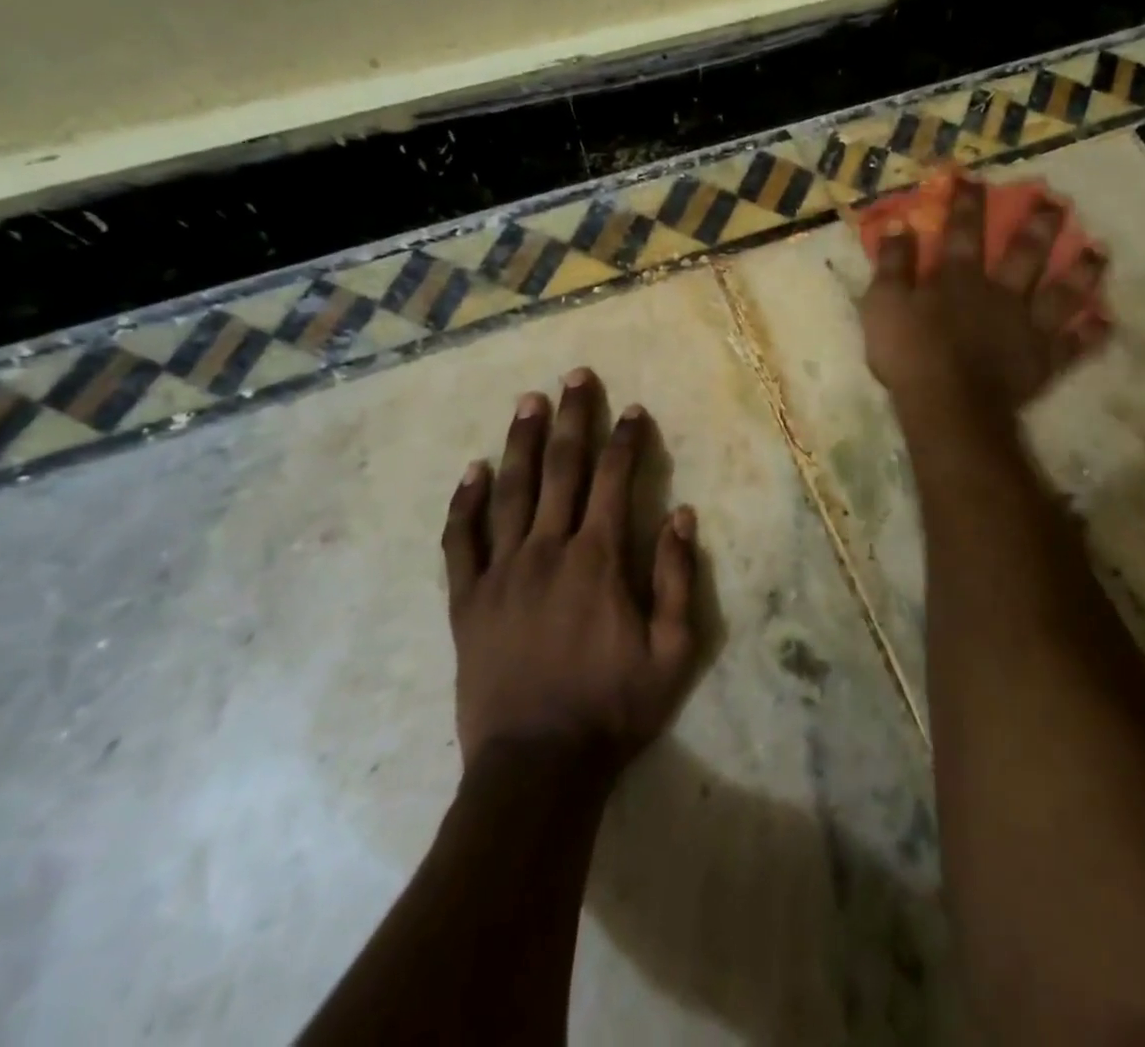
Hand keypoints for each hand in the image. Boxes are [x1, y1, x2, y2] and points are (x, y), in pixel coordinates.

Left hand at [442, 369, 698, 773]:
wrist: (535, 767)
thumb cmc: (612, 709)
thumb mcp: (672, 651)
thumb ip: (676, 578)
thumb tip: (682, 515)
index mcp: (598, 559)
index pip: (614, 480)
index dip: (625, 440)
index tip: (633, 410)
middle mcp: (548, 550)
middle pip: (561, 469)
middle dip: (572, 419)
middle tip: (575, 377)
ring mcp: (501, 572)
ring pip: (511, 491)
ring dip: (521, 442)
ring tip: (528, 401)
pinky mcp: (468, 600)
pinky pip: (462, 540)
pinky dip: (466, 503)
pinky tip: (473, 471)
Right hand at [857, 176, 1107, 418]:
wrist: (948, 406)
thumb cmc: (910, 355)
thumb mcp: (884, 305)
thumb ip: (892, 265)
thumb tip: (898, 226)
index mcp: (959, 279)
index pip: (963, 231)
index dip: (967, 202)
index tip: (973, 178)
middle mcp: (1001, 293)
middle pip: (1025, 253)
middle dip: (1040, 224)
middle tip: (1057, 202)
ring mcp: (1028, 327)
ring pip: (1062, 293)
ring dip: (1081, 271)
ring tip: (1098, 252)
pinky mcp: (1044, 360)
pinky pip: (1074, 345)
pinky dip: (1090, 334)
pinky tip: (1105, 321)